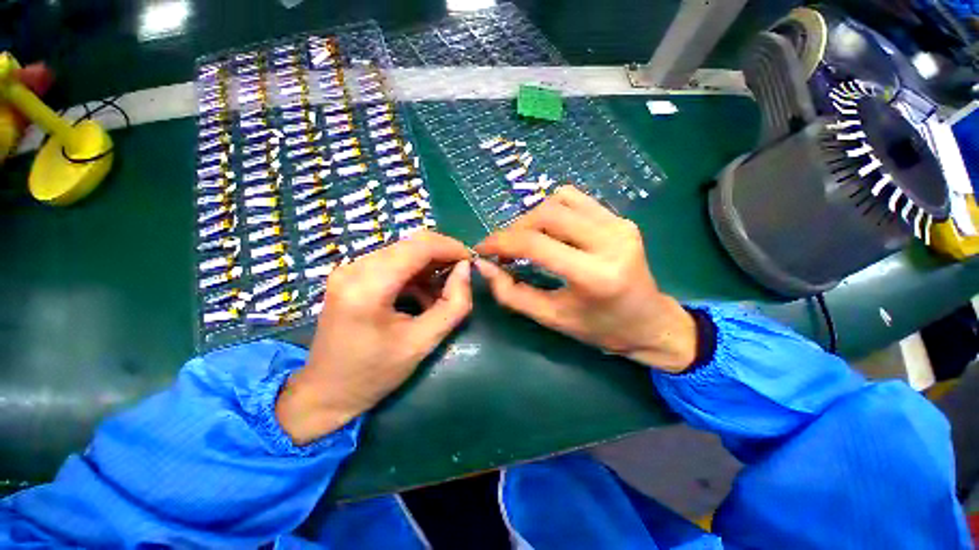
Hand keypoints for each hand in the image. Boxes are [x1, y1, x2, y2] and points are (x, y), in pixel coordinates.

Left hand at [276, 231, 471, 443]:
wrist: (325, 393)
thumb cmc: (374, 374)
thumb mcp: (423, 343)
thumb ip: (453, 305)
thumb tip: (465, 270)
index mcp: (369, 286)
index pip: (419, 247)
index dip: (451, 247)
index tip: (471, 261)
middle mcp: (354, 268)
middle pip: (411, 244)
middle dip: (442, 255)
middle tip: (461, 275)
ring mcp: (349, 269)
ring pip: (402, 250)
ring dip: (428, 265)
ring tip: (442, 291)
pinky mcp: (350, 275)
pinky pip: (391, 261)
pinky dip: (414, 272)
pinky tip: (422, 294)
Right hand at [474, 186, 696, 372]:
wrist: (650, 322)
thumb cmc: (599, 328)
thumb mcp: (551, 318)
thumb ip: (512, 294)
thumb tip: (484, 266)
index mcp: (595, 275)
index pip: (535, 244)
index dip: (501, 242)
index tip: (482, 249)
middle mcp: (610, 241)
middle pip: (546, 214)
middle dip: (515, 228)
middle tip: (504, 249)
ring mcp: (619, 224)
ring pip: (559, 200)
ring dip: (532, 217)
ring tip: (525, 240)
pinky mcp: (621, 218)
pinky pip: (576, 199)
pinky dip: (552, 210)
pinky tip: (549, 230)